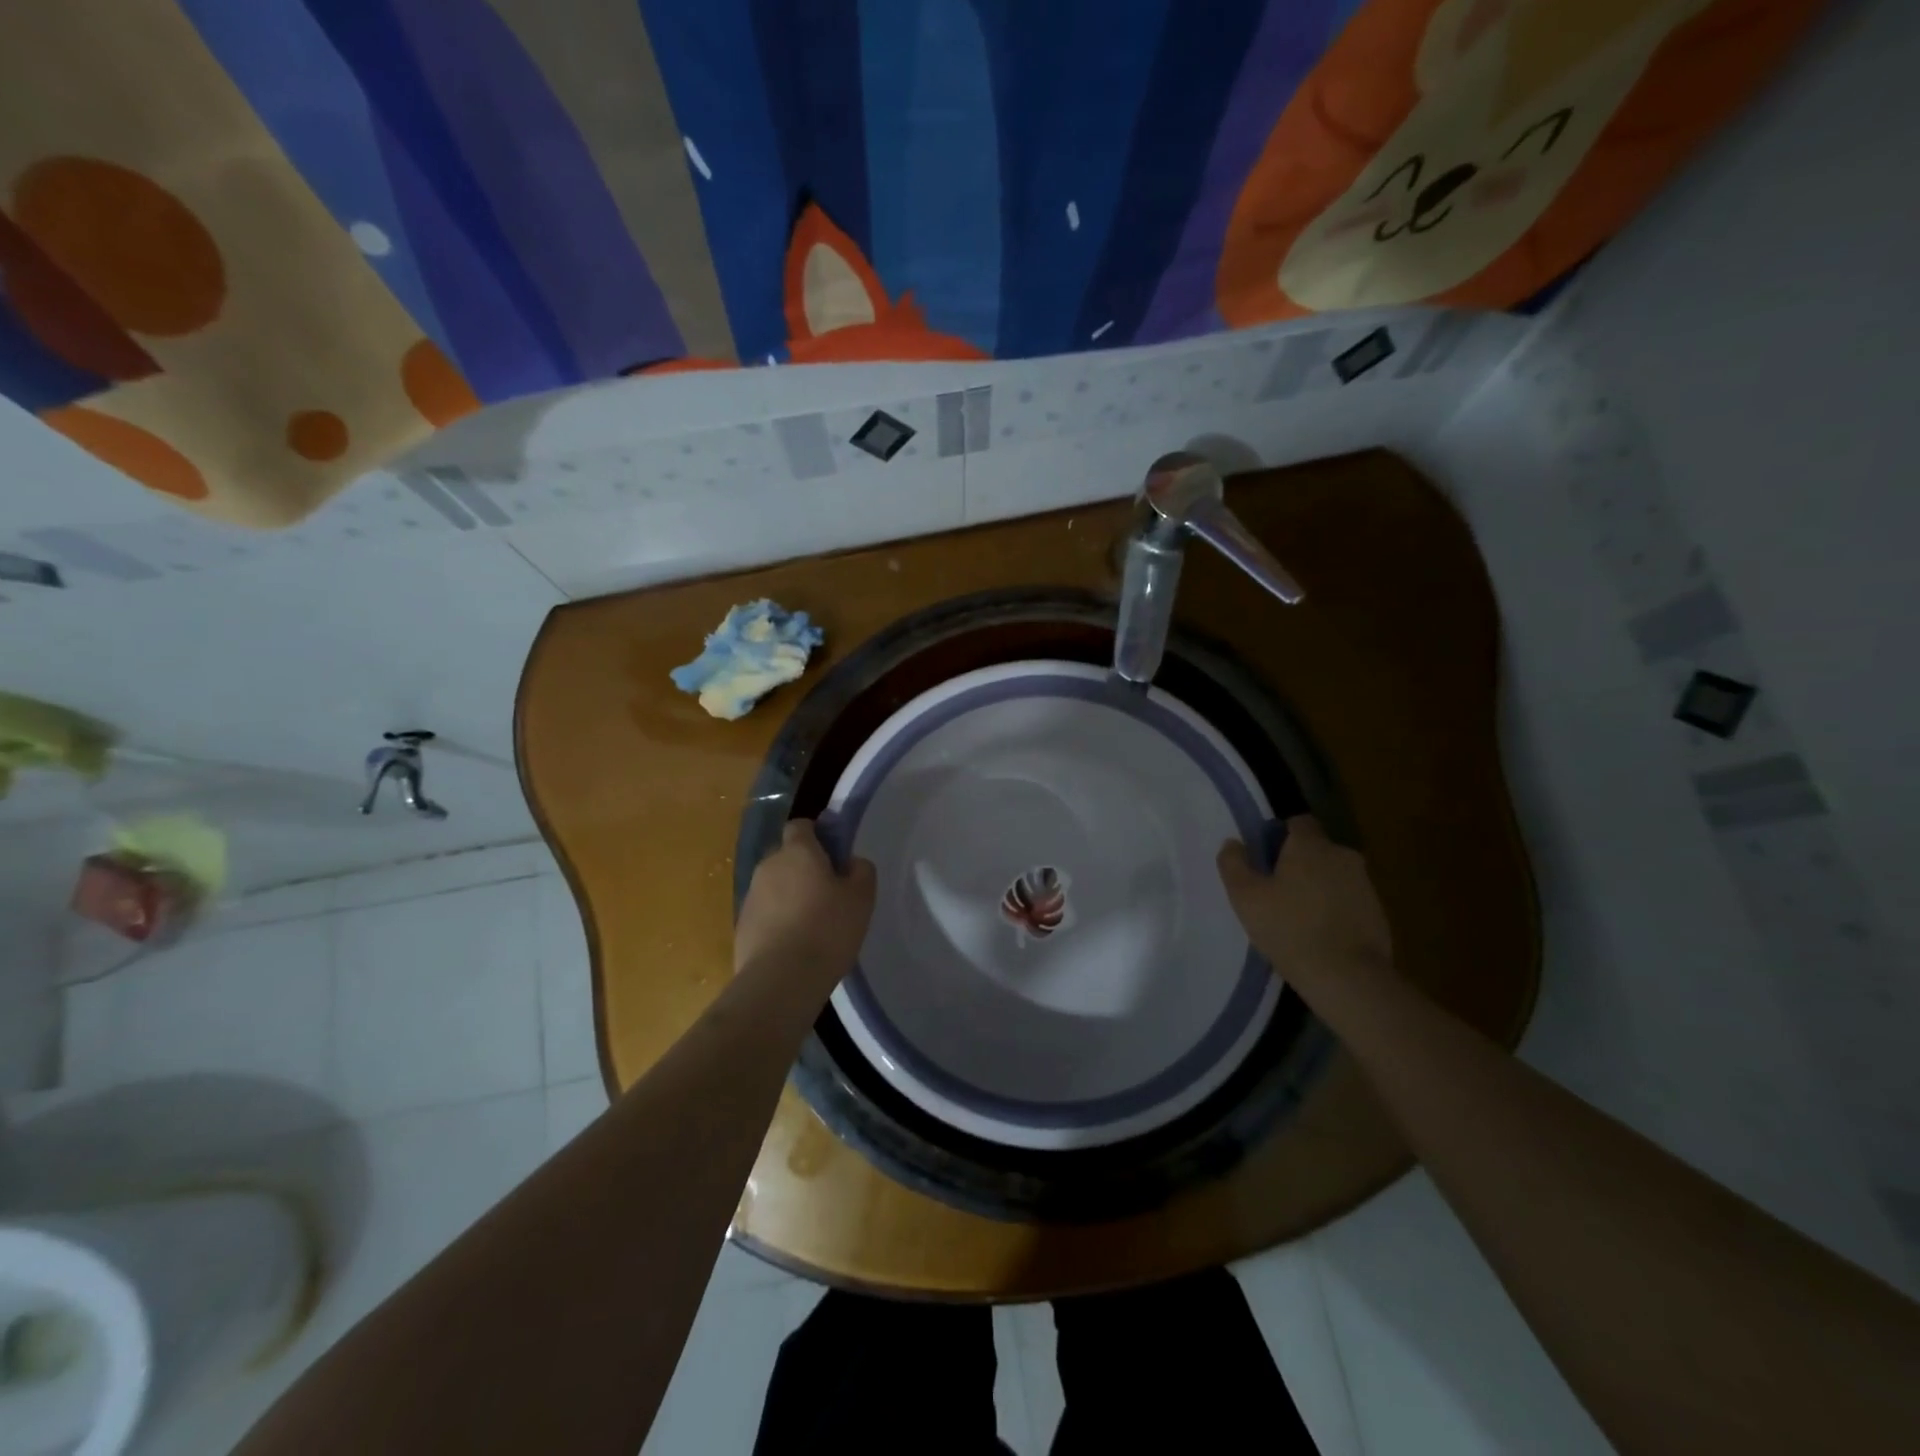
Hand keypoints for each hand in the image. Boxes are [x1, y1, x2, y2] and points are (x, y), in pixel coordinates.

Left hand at [735, 820, 876, 990]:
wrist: (781, 979)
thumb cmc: (827, 929)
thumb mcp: (862, 897)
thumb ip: (861, 870)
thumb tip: (851, 862)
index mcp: (798, 851)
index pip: (801, 826)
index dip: (817, 835)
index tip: (834, 855)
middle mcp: (768, 866)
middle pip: (786, 856)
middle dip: (804, 868)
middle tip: (829, 893)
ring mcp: (750, 897)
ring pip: (774, 886)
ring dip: (790, 896)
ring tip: (813, 925)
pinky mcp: (741, 927)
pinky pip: (765, 914)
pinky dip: (778, 922)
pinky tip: (795, 945)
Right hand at [1217, 816, 1393, 993]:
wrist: (1348, 978)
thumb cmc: (1289, 929)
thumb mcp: (1245, 897)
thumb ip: (1234, 863)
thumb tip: (1233, 843)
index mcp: (1311, 845)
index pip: (1298, 822)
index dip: (1280, 836)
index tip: (1265, 859)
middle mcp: (1343, 856)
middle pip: (1316, 849)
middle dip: (1298, 864)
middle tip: (1275, 891)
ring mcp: (1365, 885)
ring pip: (1334, 875)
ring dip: (1317, 887)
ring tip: (1297, 917)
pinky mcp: (1378, 913)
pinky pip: (1349, 901)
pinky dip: (1335, 910)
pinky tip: (1320, 935)